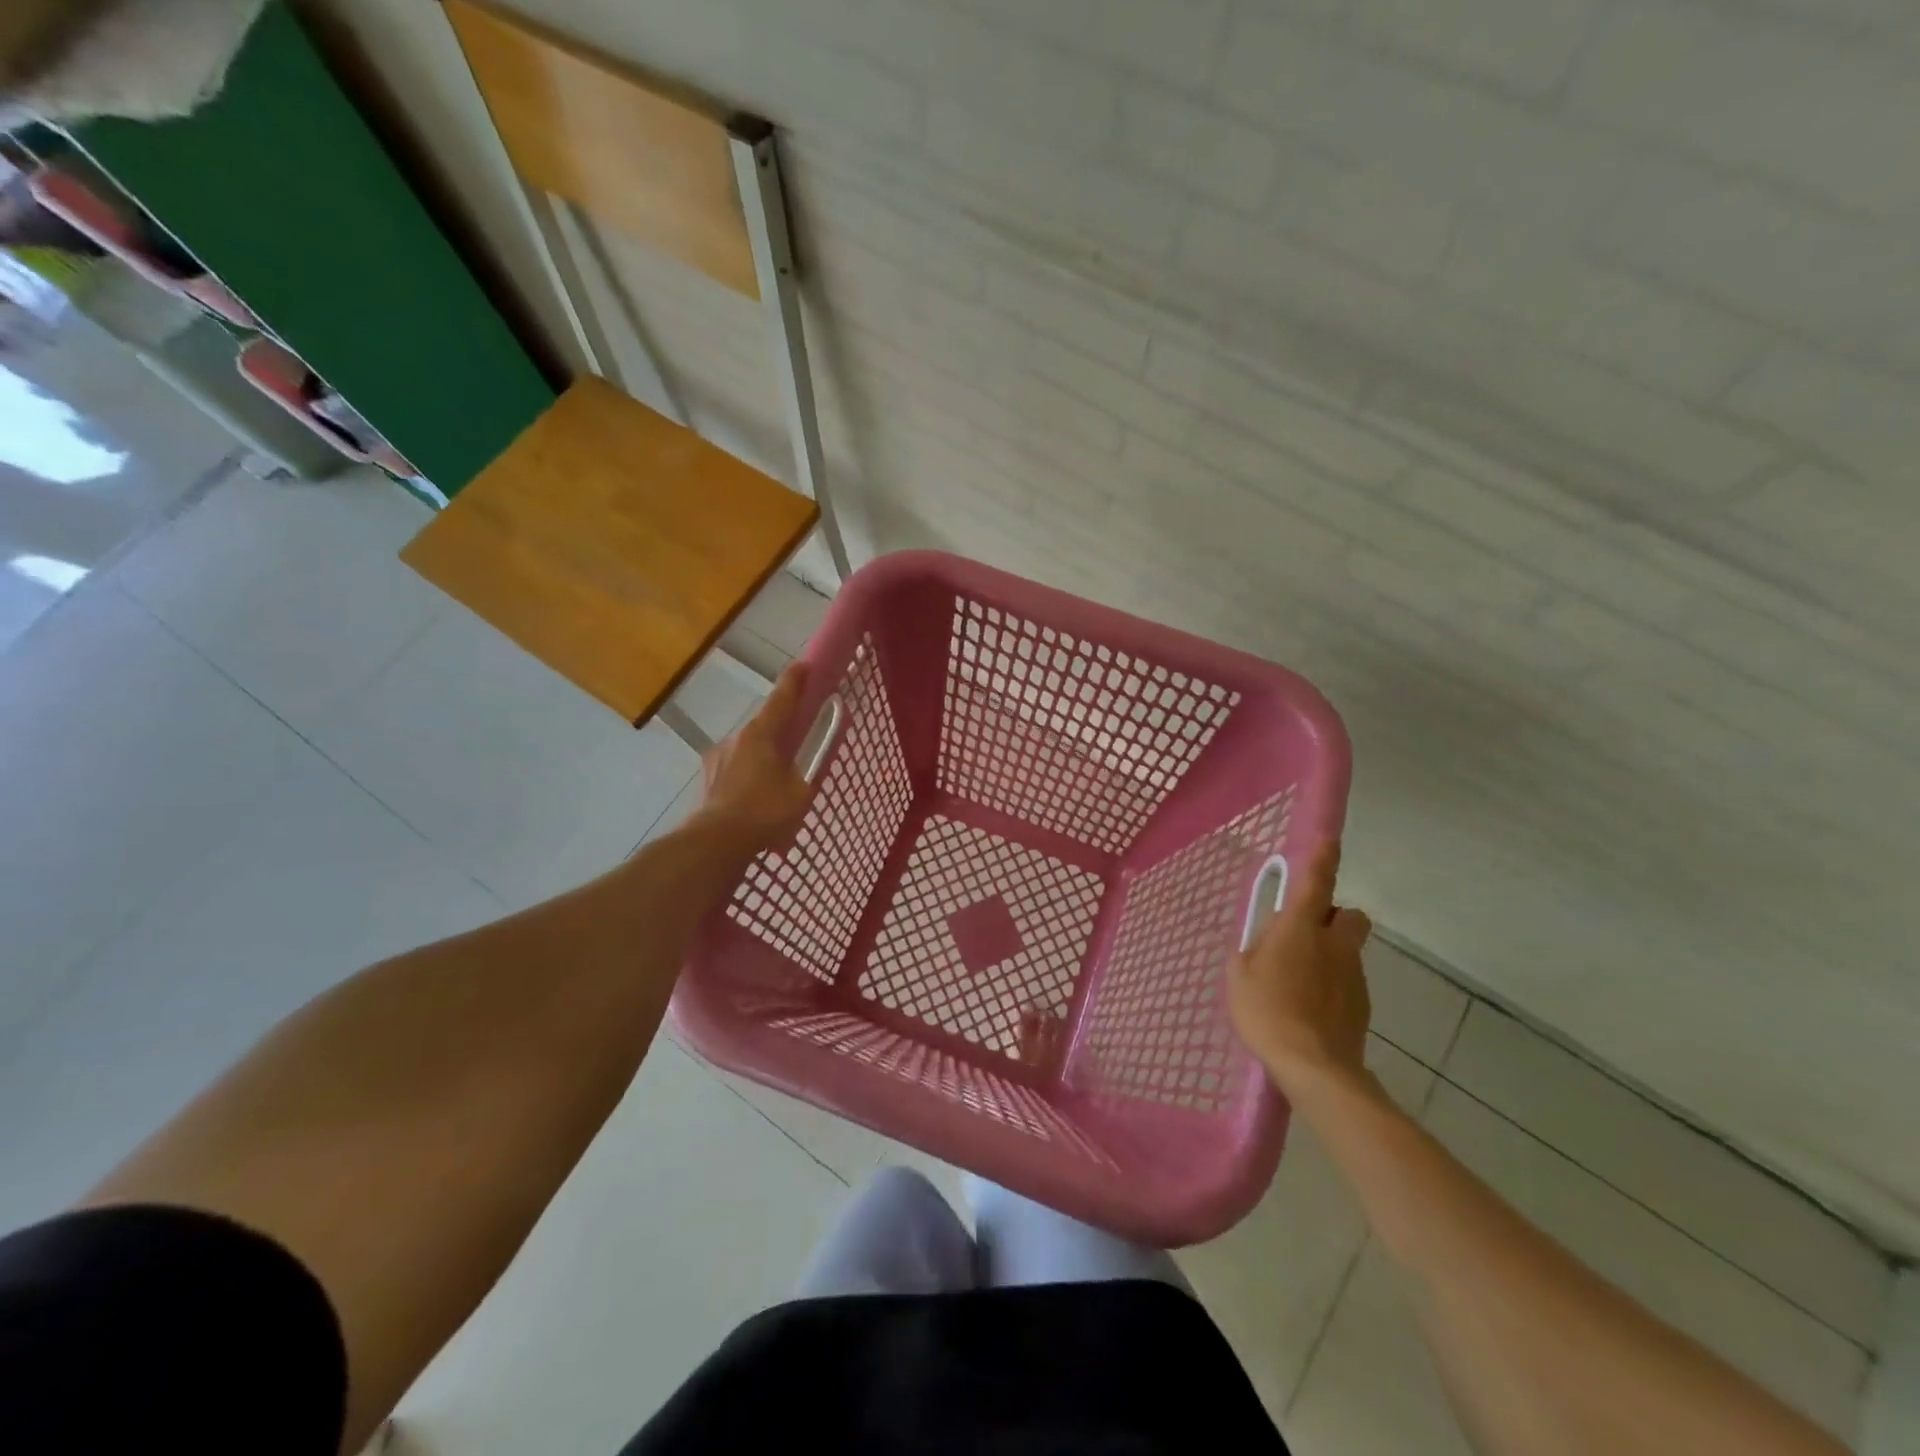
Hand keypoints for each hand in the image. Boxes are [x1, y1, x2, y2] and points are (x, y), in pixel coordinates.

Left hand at [692, 663, 816, 852]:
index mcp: (761, 734)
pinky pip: (735, 772)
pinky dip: (748, 780)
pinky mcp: (707, 781)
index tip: (803, 665)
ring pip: (748, 752)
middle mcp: (736, 739)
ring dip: (762, 761)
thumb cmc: (764, 811)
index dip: (795, 682)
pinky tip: (756, 802)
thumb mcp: (801, 791)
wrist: (715, 842)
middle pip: (764, 727)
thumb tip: (814, 757)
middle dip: (780, 734)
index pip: (782, 700)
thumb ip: (810, 769)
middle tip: (796, 748)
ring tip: (776, 787)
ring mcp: (717, 759)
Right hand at [1227, 839, 1373, 1093]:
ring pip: (1347, 949)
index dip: (1323, 858)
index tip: (1329, 840)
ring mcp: (1353, 974)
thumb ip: (1251, 950)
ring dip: (1329, 953)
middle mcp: (1334, 943)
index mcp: (1300, 928)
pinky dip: (1332, 984)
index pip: (1317, 882)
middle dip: (1333, 917)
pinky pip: (1347, 979)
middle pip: (1348, 915)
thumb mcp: (1239, 975)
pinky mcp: (1362, 1004)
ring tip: (1298, 982)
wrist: (1315, 1066)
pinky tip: (1309, 1008)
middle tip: (1304, 933)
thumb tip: (1262, 942)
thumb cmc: (1266, 1011)